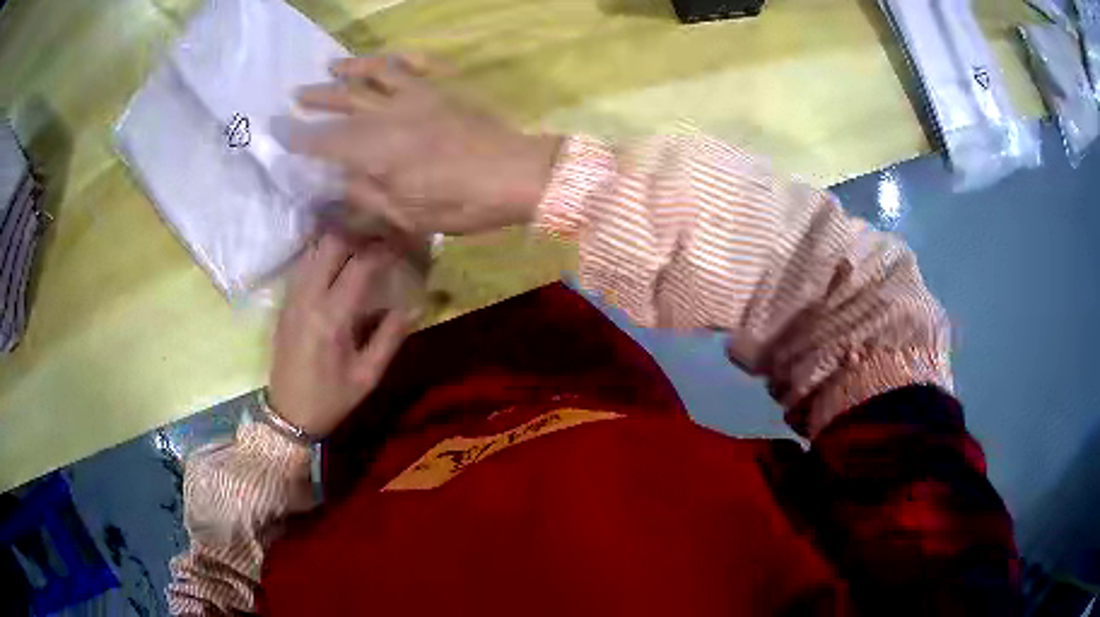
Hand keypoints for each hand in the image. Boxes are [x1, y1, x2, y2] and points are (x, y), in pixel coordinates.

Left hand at [267, 233, 415, 437]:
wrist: (288, 413)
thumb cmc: (331, 399)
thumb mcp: (367, 376)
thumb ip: (390, 337)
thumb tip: (413, 305)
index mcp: (332, 317)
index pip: (360, 264)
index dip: (385, 249)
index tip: (403, 244)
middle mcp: (308, 297)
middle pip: (331, 243)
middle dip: (359, 233)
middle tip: (382, 238)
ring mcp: (292, 297)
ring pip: (314, 248)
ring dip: (340, 240)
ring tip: (363, 244)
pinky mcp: (285, 301)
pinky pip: (304, 263)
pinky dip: (323, 253)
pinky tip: (338, 260)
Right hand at [283, 55, 561, 234]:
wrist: (516, 174)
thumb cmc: (460, 203)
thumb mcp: (405, 215)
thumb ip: (364, 196)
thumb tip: (333, 185)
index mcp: (373, 149)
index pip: (322, 140)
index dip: (296, 135)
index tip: (275, 127)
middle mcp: (387, 115)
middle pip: (343, 100)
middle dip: (315, 98)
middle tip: (295, 95)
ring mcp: (416, 96)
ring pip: (374, 74)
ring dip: (350, 69)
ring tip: (330, 66)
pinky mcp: (441, 90)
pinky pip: (415, 66)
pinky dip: (397, 59)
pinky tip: (388, 58)